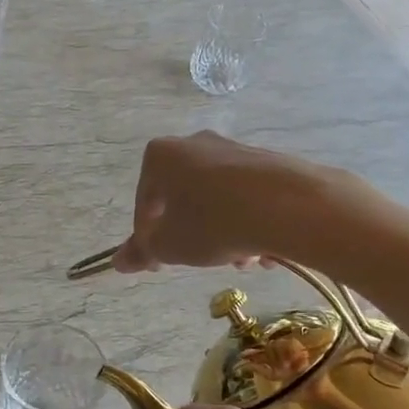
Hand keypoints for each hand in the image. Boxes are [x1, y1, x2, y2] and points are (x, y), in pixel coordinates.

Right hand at [112, 133, 331, 273]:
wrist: (289, 206)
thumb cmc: (213, 223)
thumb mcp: (170, 246)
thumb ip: (142, 252)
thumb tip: (118, 261)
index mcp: (161, 156)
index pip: (144, 204)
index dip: (148, 239)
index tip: (159, 264)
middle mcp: (195, 143)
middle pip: (182, 199)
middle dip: (191, 234)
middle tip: (201, 261)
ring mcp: (234, 150)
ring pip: (217, 201)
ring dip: (222, 233)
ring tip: (239, 261)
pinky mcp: (268, 161)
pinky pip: (246, 197)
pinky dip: (248, 222)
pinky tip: (262, 248)